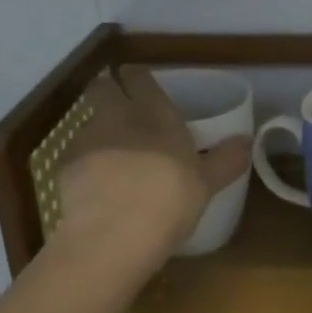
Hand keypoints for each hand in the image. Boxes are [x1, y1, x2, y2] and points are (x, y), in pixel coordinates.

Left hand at [56, 67, 251, 259]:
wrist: (115, 234)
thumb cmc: (171, 200)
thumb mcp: (207, 183)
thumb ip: (226, 160)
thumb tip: (246, 142)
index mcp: (156, 114)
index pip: (140, 79)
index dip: (138, 77)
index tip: (138, 80)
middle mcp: (118, 117)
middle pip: (103, 89)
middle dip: (108, 92)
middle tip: (119, 109)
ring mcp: (87, 140)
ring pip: (88, 122)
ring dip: (97, 131)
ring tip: (109, 154)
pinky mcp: (65, 167)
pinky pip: (76, 156)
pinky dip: (84, 165)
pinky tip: (94, 185)